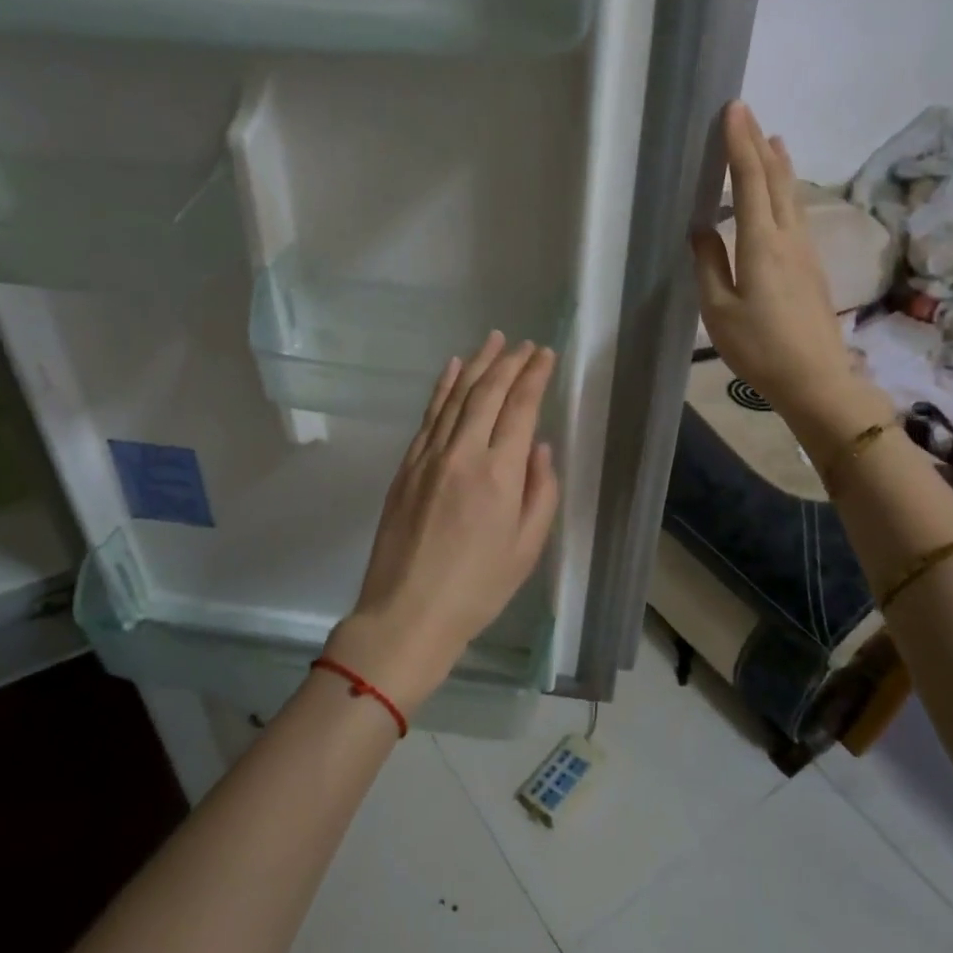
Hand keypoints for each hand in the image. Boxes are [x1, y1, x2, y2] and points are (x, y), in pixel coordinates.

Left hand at [326, 333, 560, 714]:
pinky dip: (442, 387)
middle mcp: (462, 453)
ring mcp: (428, 456)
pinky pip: (428, 415)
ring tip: (493, 340)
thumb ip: (541, 491)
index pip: (520, 408)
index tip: (546, 354)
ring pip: (455, 396)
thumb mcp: (527, 548)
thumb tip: (538, 447)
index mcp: (499, 474)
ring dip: (476, 364)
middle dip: (509, 362)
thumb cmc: (478, 588)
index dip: (535, 376)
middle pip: (487, 392)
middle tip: (525, 344)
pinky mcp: (406, 466)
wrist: (407, 612)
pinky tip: (452, 368)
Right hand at [692, 101, 859, 415]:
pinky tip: (782, 192)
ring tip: (773, 139)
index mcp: (761, 244)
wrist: (815, 379)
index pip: (749, 182)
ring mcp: (805, 250)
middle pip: (775, 180)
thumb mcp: (719, 310)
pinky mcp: (811, 266)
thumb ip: (709, 265)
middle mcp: (788, 237)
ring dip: (779, 164)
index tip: (733, 110)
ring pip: (791, 195)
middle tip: (746, 114)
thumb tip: (701, 229)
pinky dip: (785, 190)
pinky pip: (796, 213)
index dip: (740, 144)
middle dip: (759, 144)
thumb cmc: (760, 347)